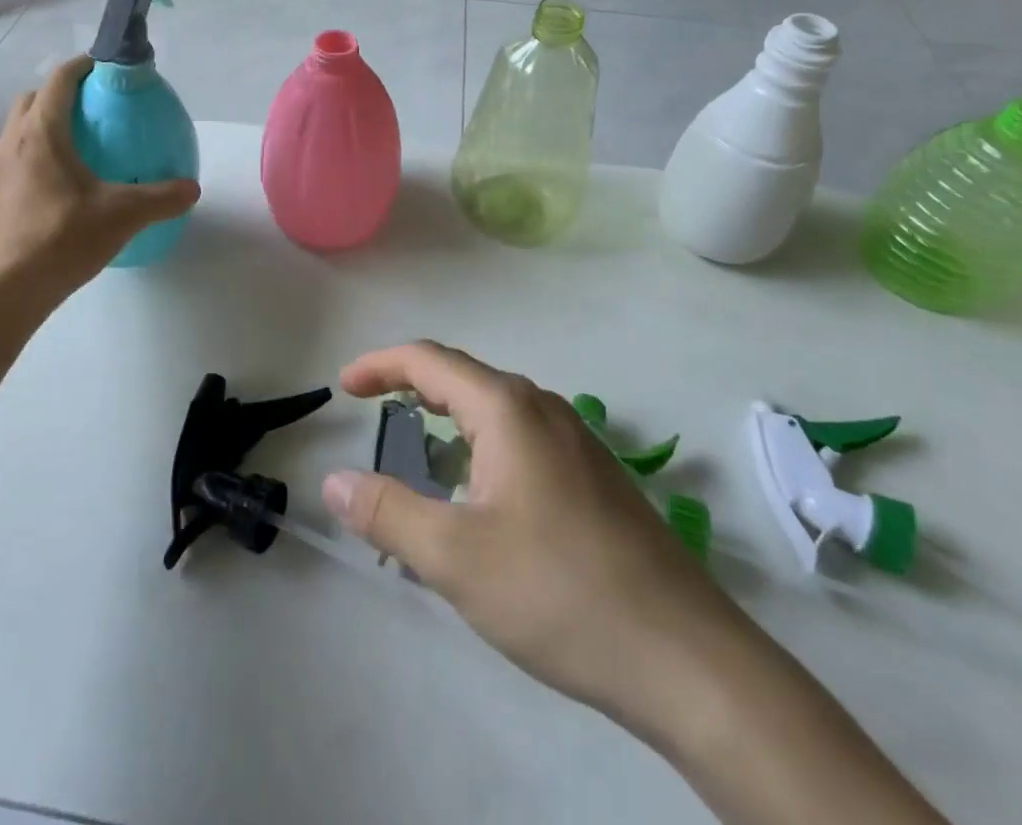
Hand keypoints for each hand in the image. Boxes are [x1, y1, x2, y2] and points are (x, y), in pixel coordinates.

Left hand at [0, 56, 199, 302]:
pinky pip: (17, 161)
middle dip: (60, 93)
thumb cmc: (62, 238)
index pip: (59, 81)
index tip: (105, 67)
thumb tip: (192, 188)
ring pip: (19, 131)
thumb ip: (162, 197)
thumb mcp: (123, 215)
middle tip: (93, 108)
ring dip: (45, 126)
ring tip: (80, 147)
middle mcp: (13, 143)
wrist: (5, 291)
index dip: (82, 66)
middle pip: (32, 100)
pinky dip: (37, 158)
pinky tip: (62, 188)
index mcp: (42, 133)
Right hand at [320, 342, 757, 750]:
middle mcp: (543, 409)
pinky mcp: (595, 477)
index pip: (429, 360)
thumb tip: (334, 481)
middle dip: (412, 388)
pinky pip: (522, 439)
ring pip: (496, 410)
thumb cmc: (559, 592)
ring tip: (420, 456)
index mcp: (507, 409)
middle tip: (373, 412)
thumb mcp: (456, 558)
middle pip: (463, 378)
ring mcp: (577, 441)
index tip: (345, 386)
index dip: (380, 365)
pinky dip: (482, 447)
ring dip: (450, 420)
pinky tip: (481, 497)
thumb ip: (387, 513)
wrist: (688, 661)